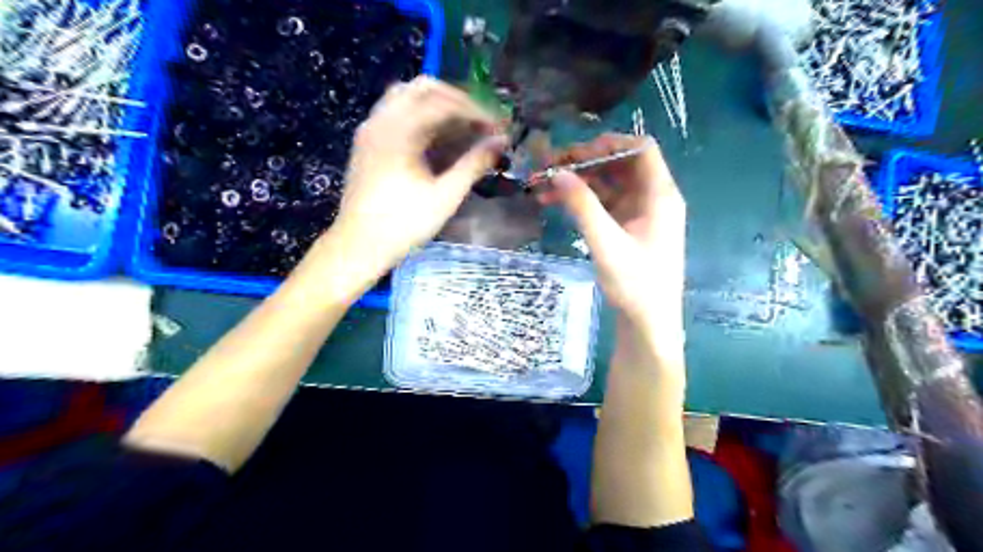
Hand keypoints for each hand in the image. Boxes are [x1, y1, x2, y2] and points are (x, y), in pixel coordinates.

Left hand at [329, 76, 506, 272]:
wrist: (359, 245)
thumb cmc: (403, 224)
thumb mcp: (445, 196)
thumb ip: (474, 164)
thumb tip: (500, 143)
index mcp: (400, 130)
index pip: (445, 103)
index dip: (476, 112)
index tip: (497, 127)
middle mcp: (382, 120)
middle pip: (423, 88)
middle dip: (456, 101)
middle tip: (479, 122)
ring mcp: (370, 129)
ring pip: (406, 97)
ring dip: (436, 106)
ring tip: (461, 128)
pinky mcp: (366, 142)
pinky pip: (395, 113)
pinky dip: (419, 116)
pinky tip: (435, 139)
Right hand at [537, 134, 685, 341]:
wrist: (648, 322)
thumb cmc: (636, 284)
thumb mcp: (607, 243)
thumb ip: (583, 206)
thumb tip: (558, 173)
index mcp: (660, 195)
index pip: (641, 149)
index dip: (609, 144)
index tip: (575, 153)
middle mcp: (652, 197)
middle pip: (620, 164)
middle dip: (585, 162)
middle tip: (550, 169)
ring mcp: (640, 212)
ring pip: (608, 183)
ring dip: (578, 182)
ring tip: (544, 188)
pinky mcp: (628, 226)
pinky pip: (604, 203)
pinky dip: (582, 200)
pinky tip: (555, 203)